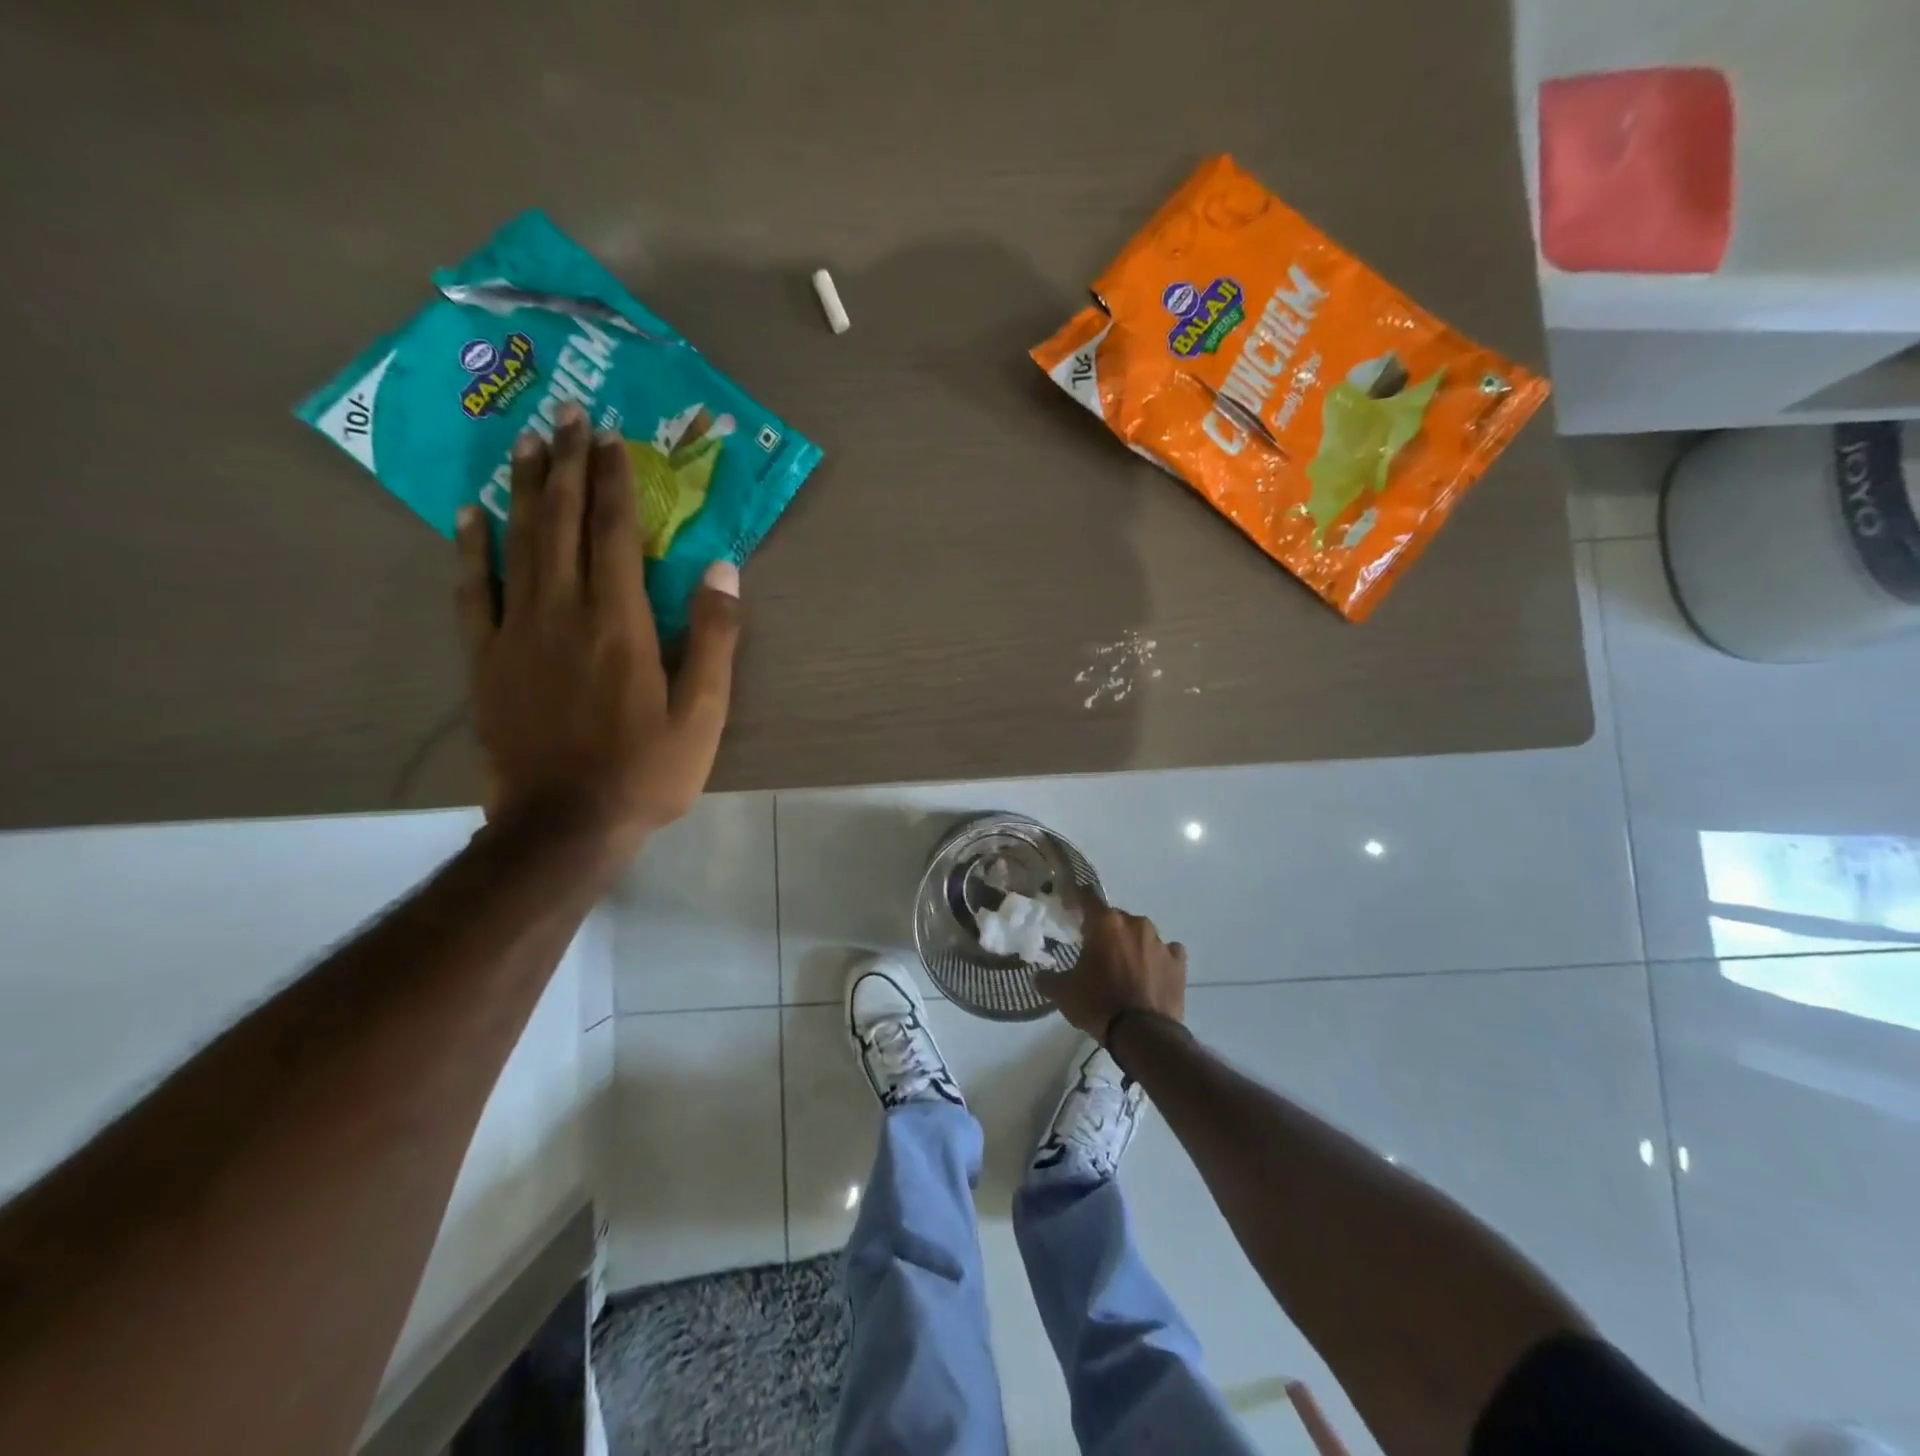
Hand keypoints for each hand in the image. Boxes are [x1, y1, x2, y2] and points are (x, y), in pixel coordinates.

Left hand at [455, 401, 740, 862]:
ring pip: (519, 543)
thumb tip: (722, 568)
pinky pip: (473, 590)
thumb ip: (714, 637)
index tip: (612, 439)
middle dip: (568, 466)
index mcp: (620, 621)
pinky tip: (470, 514)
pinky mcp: (486, 658)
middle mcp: (564, 611)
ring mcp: (516, 632)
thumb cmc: (646, 770)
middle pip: (565, 523)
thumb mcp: (703, 713)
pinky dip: (471, 548)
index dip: (615, 481)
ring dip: (526, 489)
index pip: (617, 532)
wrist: (564, 823)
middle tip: (567, 416)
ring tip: (526, 444)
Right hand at [1039, 899, 1186, 1043]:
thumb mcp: (1063, 993)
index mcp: (1105, 923)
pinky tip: (1151, 974)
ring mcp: (1160, 941)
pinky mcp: (1178, 962)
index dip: (1076, 899)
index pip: (1087, 896)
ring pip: (1140, 933)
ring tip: (1123, 967)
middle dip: (1104, 930)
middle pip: (1115, 918)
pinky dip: (1157, 958)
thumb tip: (1038, 976)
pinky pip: (1166, 951)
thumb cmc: (1098, 1004)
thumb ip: (1048, 979)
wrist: (1143, 1034)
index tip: (1069, 908)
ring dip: (1130, 944)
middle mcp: (1134, 923)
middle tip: (1095, 950)